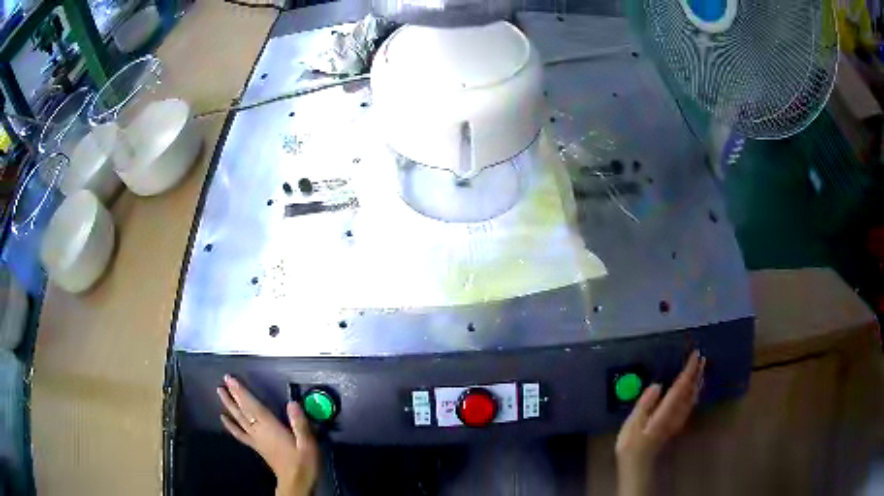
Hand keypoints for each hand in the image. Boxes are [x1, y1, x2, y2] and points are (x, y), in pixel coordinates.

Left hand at [217, 375, 318, 495]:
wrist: (296, 482)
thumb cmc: (303, 462)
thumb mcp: (307, 443)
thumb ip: (299, 423)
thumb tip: (292, 403)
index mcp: (270, 427)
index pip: (253, 406)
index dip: (241, 392)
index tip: (231, 379)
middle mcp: (259, 431)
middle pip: (243, 410)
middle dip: (233, 395)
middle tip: (223, 381)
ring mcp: (256, 439)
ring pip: (239, 419)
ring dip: (229, 405)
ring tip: (220, 392)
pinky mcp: (256, 446)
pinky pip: (240, 434)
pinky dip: (231, 425)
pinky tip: (224, 419)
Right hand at [615, 350, 705, 495]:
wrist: (639, 465)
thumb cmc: (632, 445)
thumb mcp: (632, 425)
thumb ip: (644, 405)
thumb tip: (657, 385)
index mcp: (666, 411)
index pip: (681, 387)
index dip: (689, 370)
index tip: (695, 355)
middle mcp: (677, 414)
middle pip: (690, 391)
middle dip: (696, 374)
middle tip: (701, 358)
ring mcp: (679, 420)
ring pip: (692, 397)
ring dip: (697, 382)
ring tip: (700, 370)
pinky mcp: (677, 424)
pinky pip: (690, 403)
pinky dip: (693, 392)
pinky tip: (692, 390)